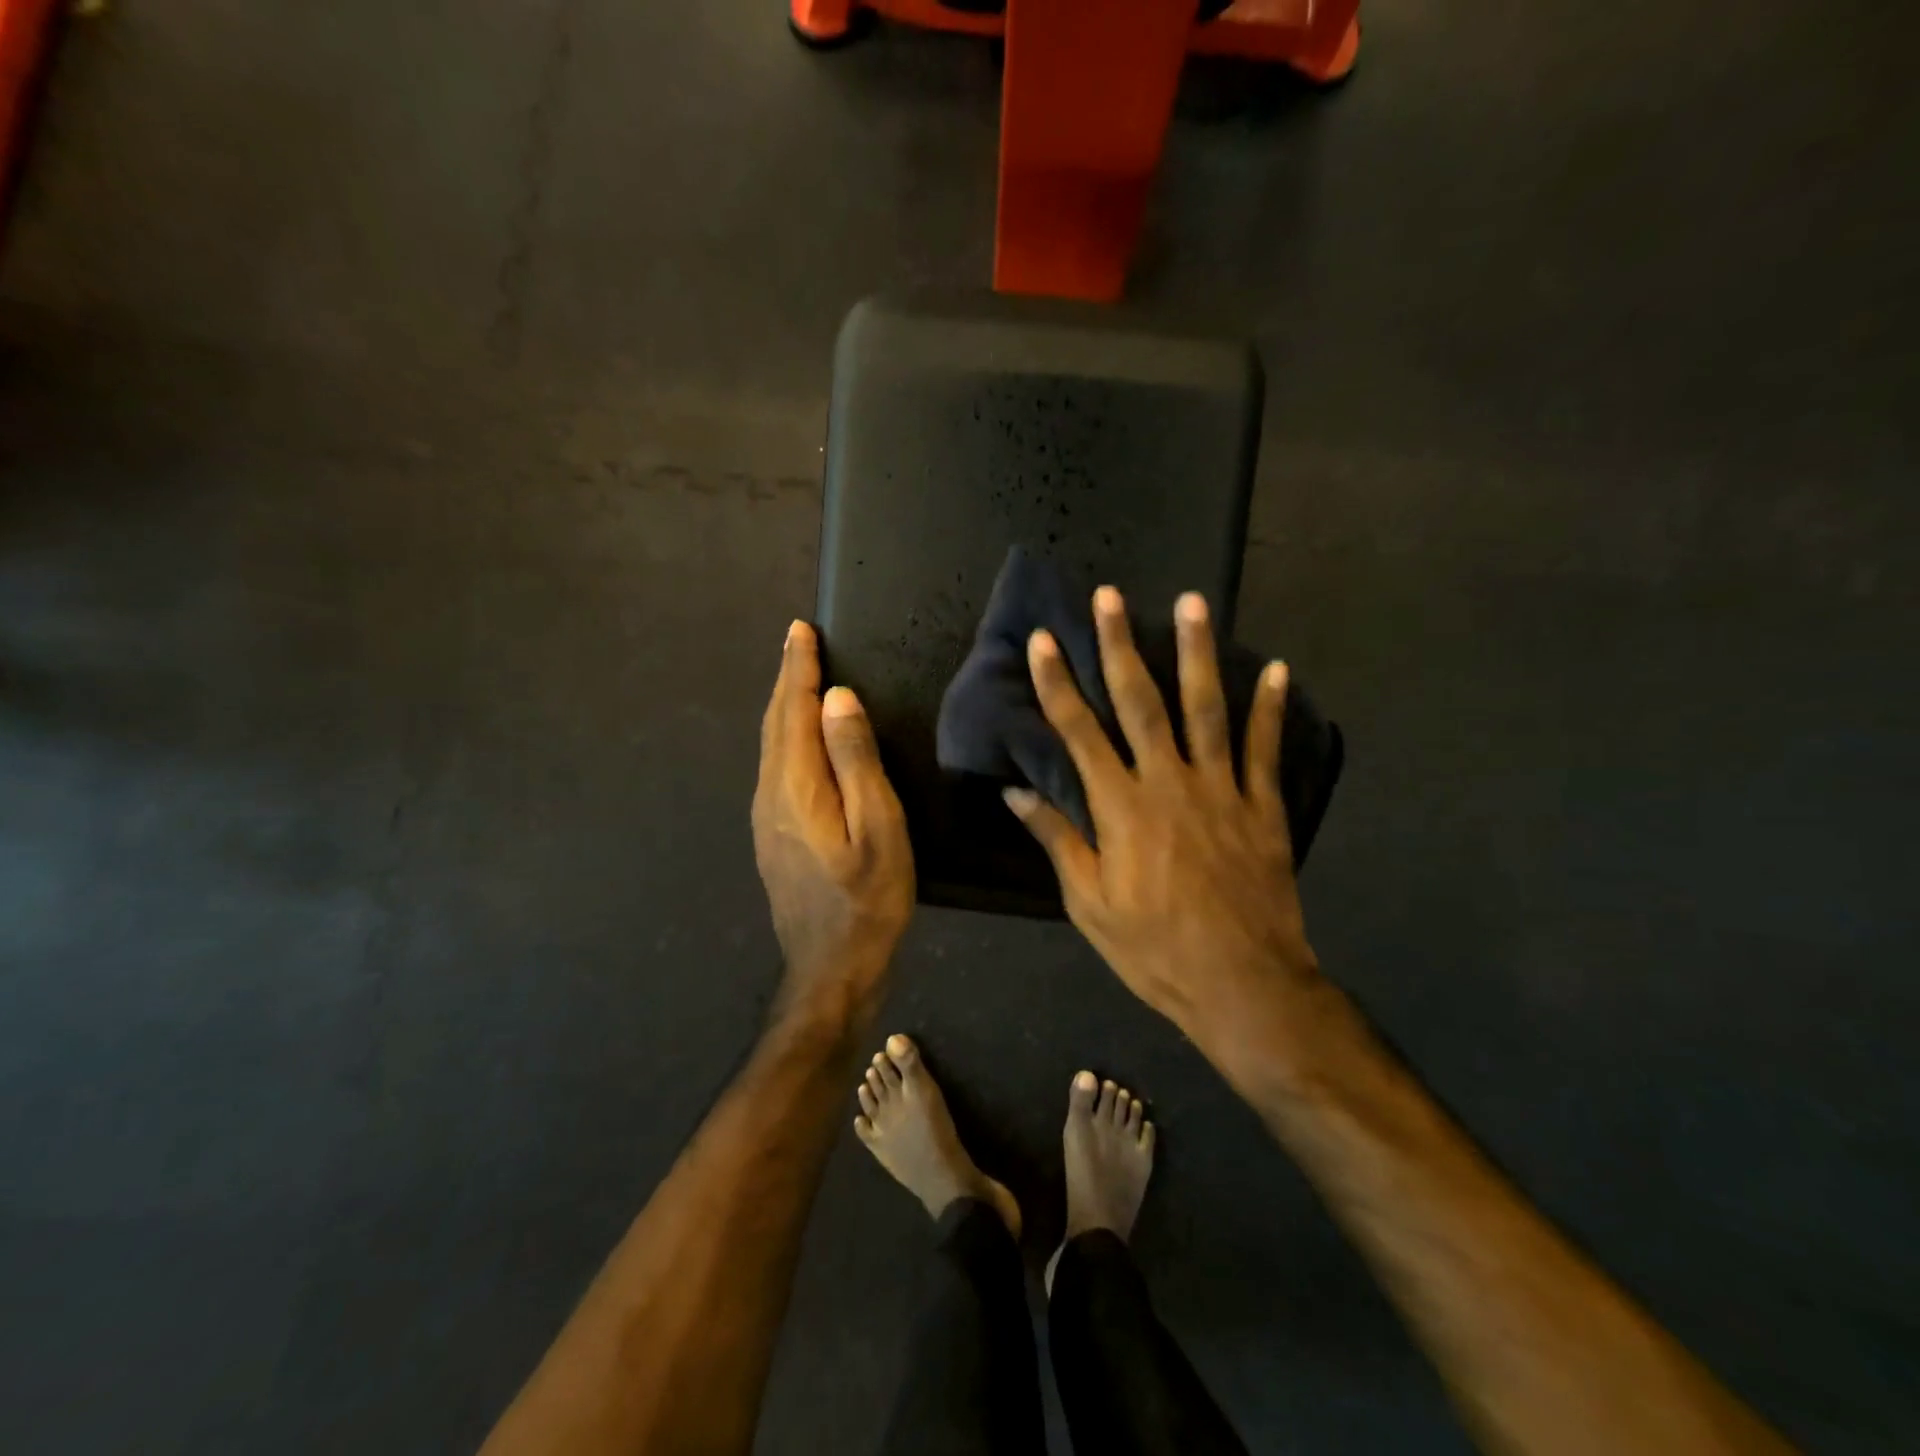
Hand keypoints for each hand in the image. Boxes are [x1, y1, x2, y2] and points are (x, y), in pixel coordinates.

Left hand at [753, 620, 914, 1028]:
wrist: (830, 969)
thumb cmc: (866, 900)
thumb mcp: (878, 828)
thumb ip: (856, 761)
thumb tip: (838, 699)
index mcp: (796, 786)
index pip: (795, 710)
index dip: (799, 668)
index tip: (802, 630)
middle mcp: (770, 795)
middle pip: (776, 724)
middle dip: (787, 679)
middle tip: (798, 641)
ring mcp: (765, 818)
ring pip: (771, 746)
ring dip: (784, 706)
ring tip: (799, 678)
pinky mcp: (771, 836)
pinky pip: (775, 767)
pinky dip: (785, 736)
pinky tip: (798, 739)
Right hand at [1003, 588, 1327, 1082]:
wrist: (1243, 986)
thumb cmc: (1154, 950)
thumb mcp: (1090, 905)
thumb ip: (1058, 842)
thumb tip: (1017, 794)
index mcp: (1120, 809)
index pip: (1079, 733)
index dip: (1058, 684)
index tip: (1045, 640)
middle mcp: (1168, 784)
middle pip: (1141, 703)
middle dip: (1120, 645)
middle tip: (1111, 596)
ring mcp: (1220, 790)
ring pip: (1206, 708)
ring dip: (1197, 653)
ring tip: (1193, 602)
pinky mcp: (1261, 806)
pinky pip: (1264, 749)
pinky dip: (1270, 708)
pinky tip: (1276, 668)